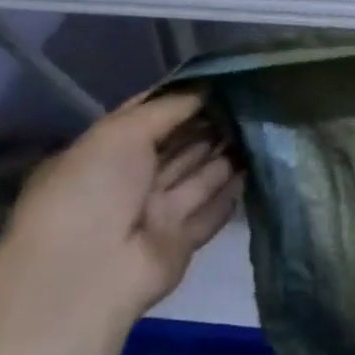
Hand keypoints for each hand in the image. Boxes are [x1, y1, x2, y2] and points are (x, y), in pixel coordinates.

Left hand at [0, 92, 240, 332]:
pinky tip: (259, 168)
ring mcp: (156, 212)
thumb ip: (166, 110)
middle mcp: (130, 182)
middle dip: (210, 126)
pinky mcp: (182, 239)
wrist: (90, 271)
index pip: (147, 121)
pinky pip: (213, 210)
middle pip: (178, 148)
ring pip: (199, 177)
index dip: (181, 102)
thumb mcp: (119, 134)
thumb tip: (206, 89)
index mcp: (103, 156)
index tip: (222, 83)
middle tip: (253, 101)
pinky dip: (234, 192)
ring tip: (265, 127)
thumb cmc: (93, 192)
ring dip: (227, 155)